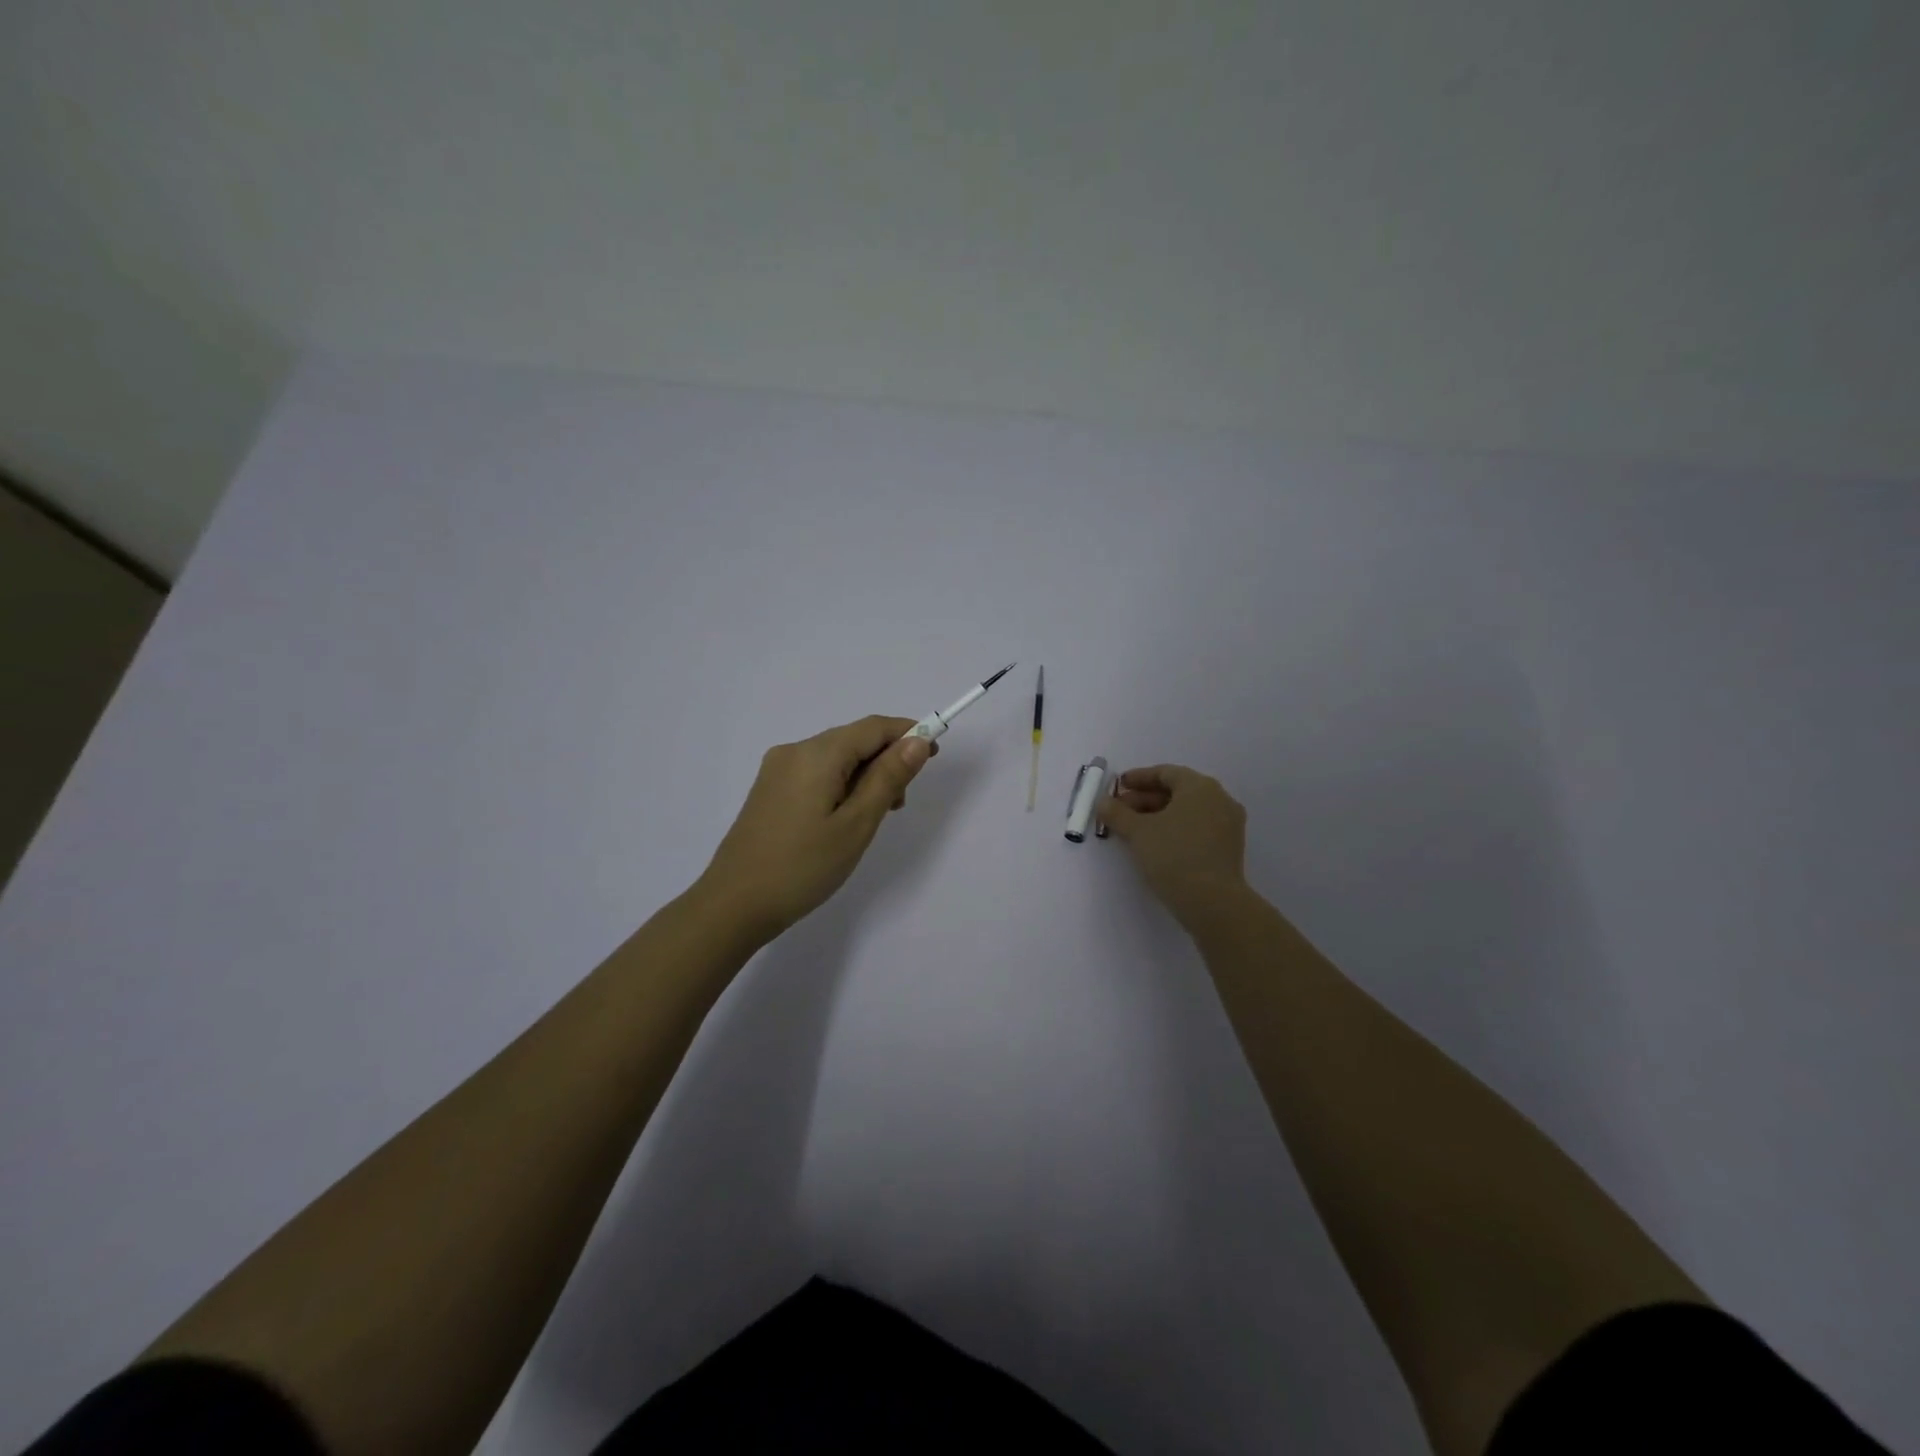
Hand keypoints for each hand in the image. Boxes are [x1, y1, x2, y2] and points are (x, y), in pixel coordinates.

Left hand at [696, 715, 937, 940]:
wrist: (733, 905)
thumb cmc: (803, 866)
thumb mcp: (856, 824)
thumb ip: (888, 778)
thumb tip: (918, 740)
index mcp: (817, 753)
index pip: (873, 727)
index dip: (908, 734)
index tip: (934, 754)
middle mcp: (794, 751)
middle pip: (853, 740)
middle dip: (886, 760)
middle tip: (902, 802)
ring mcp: (777, 770)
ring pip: (835, 759)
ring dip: (864, 776)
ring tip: (877, 817)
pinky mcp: (769, 790)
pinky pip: (816, 774)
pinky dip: (841, 786)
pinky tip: (846, 818)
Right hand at [1096, 764, 1248, 928]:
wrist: (1212, 902)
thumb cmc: (1173, 855)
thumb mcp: (1138, 832)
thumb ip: (1117, 813)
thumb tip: (1103, 802)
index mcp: (1200, 787)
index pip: (1166, 773)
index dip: (1138, 778)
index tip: (1118, 786)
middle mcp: (1219, 800)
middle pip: (1177, 792)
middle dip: (1145, 799)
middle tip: (1120, 810)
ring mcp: (1228, 825)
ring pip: (1187, 812)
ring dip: (1158, 815)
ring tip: (1132, 829)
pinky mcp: (1228, 848)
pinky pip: (1197, 828)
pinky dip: (1175, 829)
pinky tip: (1154, 843)